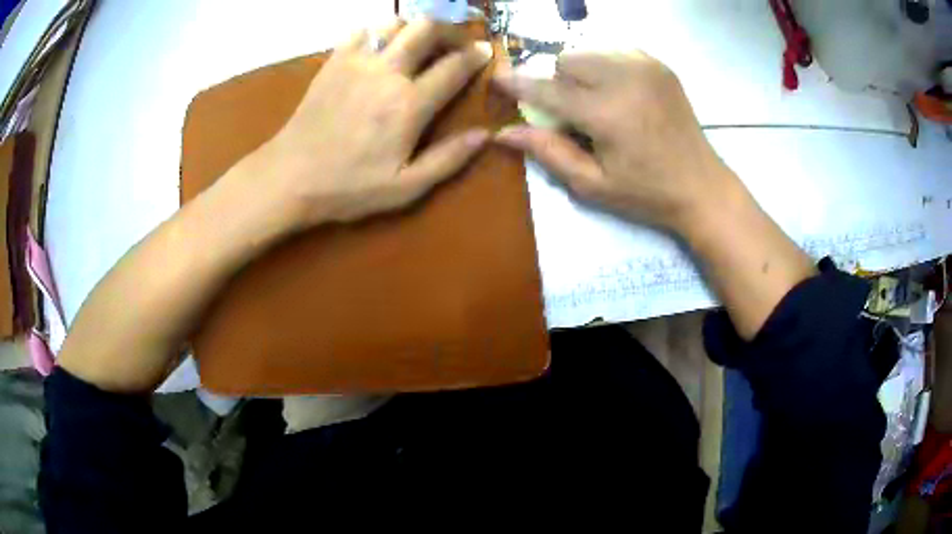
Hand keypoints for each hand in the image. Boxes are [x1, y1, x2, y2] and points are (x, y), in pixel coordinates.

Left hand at [241, 20, 493, 227]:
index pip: (454, 66)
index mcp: (409, 104)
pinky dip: (379, 32)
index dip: (476, 56)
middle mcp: (387, 72)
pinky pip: (362, 30)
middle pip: (427, 29)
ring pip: (396, 23)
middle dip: (450, 30)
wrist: (290, 176)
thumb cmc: (348, 187)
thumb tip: (484, 135)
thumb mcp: (405, 188)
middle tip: (456, 42)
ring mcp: (357, 62)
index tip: (485, 52)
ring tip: (419, 43)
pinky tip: (381, 48)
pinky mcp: (334, 61)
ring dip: (414, 28)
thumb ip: (448, 159)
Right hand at [494, 51, 740, 232]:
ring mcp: (645, 66)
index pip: (548, 89)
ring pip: (589, 51)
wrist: (702, 186)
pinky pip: (614, 50)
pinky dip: (605, 66)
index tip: (497, 77)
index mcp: (607, 113)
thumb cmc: (646, 194)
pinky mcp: (658, 65)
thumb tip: (503, 134)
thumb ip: (548, 152)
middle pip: (566, 60)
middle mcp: (624, 79)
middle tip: (574, 112)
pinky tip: (618, 91)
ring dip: (581, 72)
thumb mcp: (592, 184)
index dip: (518, 83)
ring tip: (598, 101)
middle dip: (560, 83)